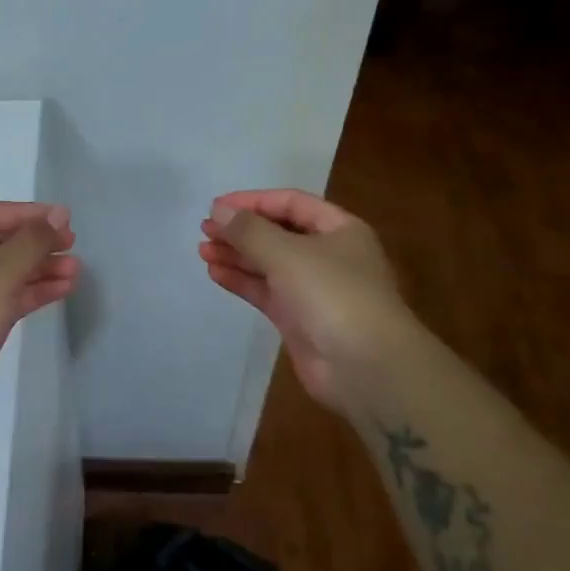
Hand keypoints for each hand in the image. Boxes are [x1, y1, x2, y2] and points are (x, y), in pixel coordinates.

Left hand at [0, 201, 78, 440]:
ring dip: (39, 269)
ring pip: (4, 274)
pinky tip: (63, 289)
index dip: (25, 213)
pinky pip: (6, 300)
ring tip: (76, 269)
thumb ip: (31, 241)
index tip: (63, 219)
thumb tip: (57, 216)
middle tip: (71, 243)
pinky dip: (32, 293)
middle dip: (34, 242)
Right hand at [199, 189, 411, 410]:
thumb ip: (249, 230)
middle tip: (205, 230)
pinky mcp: (299, 319)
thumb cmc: (332, 294)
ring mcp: (314, 289)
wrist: (366, 368)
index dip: (253, 201)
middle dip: (241, 230)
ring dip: (237, 255)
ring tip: (203, 250)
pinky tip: (215, 273)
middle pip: (278, 233)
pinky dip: (242, 281)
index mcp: (340, 230)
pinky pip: (266, 291)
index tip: (217, 206)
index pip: (291, 203)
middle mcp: (328, 255)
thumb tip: (218, 209)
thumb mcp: (287, 253)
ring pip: (269, 263)